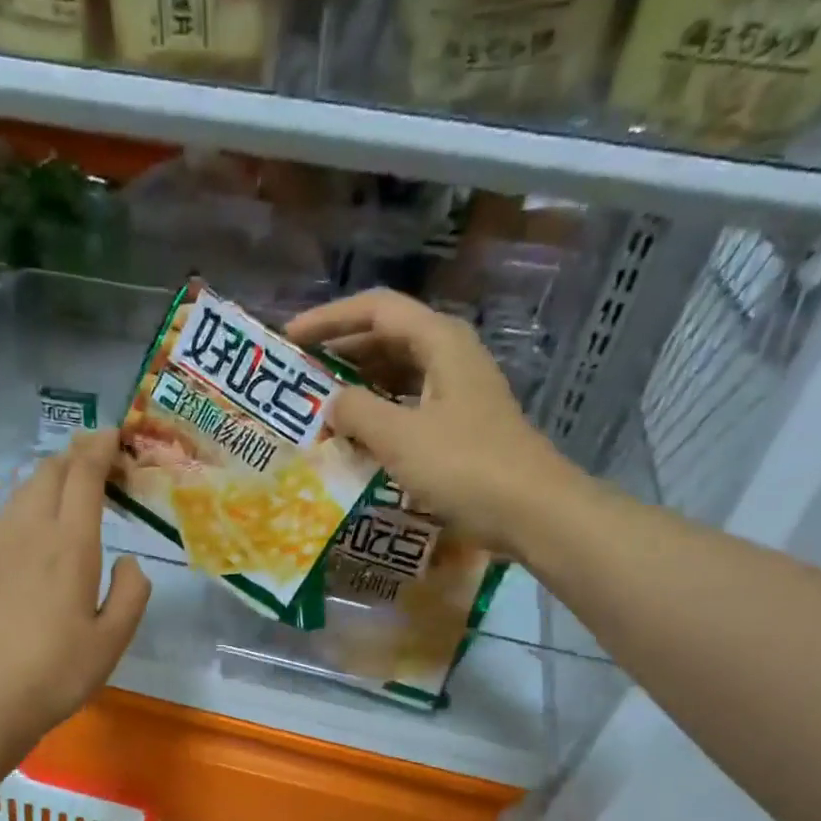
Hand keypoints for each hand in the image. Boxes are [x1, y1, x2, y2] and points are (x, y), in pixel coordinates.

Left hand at [0, 429, 149, 747]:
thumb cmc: (61, 673)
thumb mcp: (114, 639)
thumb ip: (131, 592)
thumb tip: (127, 561)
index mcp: (69, 546)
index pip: (83, 476)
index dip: (99, 448)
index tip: (114, 436)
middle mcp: (29, 532)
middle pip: (49, 471)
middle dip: (76, 456)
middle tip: (100, 465)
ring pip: (23, 488)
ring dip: (50, 478)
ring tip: (71, 491)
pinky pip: (5, 513)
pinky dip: (28, 502)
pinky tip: (36, 526)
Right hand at [287, 289, 586, 558]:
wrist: (529, 510)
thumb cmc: (465, 466)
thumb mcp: (400, 436)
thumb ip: (356, 412)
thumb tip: (331, 404)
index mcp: (440, 342)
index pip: (376, 310)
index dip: (329, 319)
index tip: (290, 339)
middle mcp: (450, 357)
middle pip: (387, 339)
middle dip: (340, 355)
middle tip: (300, 378)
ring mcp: (457, 393)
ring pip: (397, 376)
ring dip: (358, 389)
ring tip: (319, 409)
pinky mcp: (459, 428)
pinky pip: (408, 409)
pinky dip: (379, 418)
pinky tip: (356, 441)